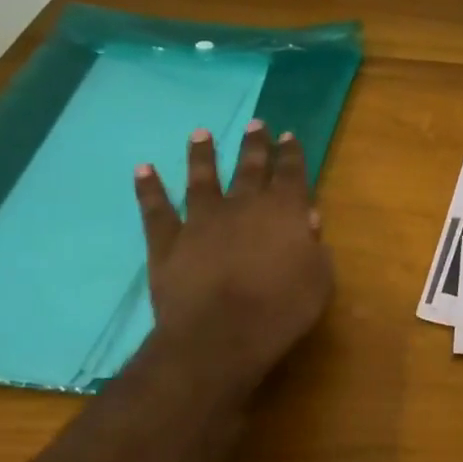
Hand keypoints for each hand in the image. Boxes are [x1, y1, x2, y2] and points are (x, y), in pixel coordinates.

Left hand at [132, 121, 332, 410]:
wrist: (219, 337)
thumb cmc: (281, 311)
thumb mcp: (318, 281)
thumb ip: (315, 246)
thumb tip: (308, 218)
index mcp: (284, 212)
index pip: (291, 174)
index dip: (291, 154)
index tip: (288, 135)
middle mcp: (243, 206)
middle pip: (250, 168)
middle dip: (255, 145)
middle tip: (256, 124)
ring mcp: (201, 220)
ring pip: (202, 179)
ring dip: (202, 155)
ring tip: (201, 134)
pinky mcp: (168, 242)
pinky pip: (156, 210)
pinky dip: (149, 189)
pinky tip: (143, 169)